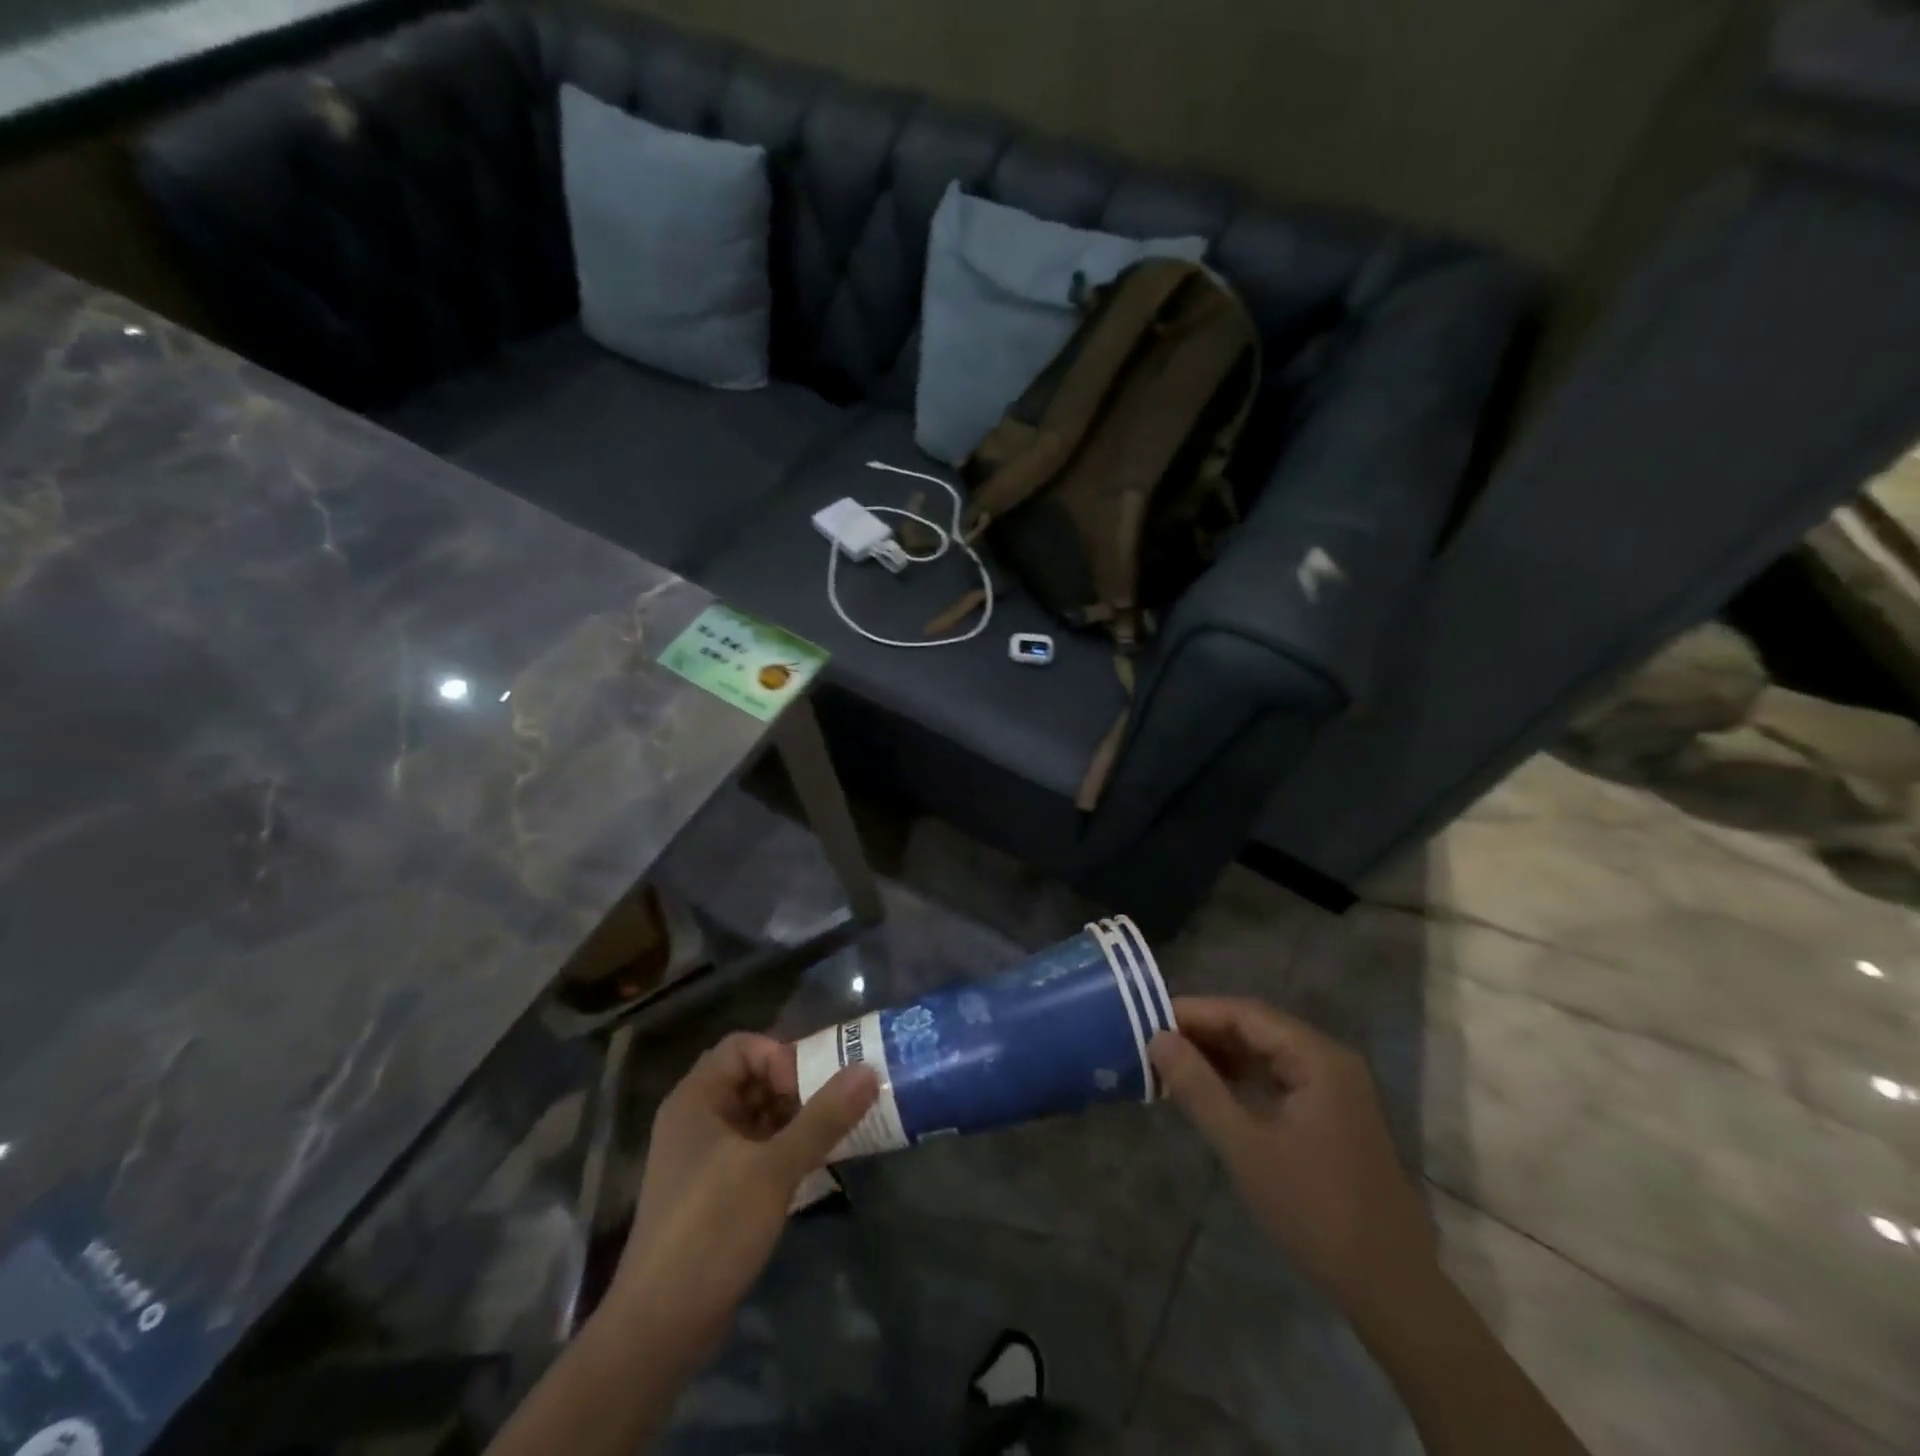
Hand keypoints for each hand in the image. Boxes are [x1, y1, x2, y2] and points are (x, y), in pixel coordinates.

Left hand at [607, 1032, 878, 1361]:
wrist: (660, 1329)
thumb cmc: (712, 1230)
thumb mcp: (774, 1169)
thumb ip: (823, 1118)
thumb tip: (868, 1071)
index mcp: (697, 1099)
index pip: (743, 1047)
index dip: (780, 1056)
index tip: (810, 1088)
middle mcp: (696, 1119)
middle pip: (752, 1078)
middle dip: (796, 1086)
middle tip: (838, 1105)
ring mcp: (703, 1157)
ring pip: (757, 1116)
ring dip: (796, 1118)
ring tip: (837, 1132)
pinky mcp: (714, 1191)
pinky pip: (755, 1149)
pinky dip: (785, 1148)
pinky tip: (815, 1164)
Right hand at [1149, 997, 1433, 1314]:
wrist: (1390, 1288)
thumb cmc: (1315, 1211)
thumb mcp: (1245, 1147)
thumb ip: (1199, 1088)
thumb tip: (1158, 1039)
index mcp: (1317, 1057)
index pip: (1245, 1013)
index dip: (1195, 1012)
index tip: (1149, 1019)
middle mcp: (1329, 1060)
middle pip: (1257, 1028)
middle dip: (1205, 1032)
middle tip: (1154, 1042)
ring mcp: (1334, 1088)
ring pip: (1266, 1052)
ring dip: (1221, 1055)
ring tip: (1172, 1063)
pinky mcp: (1332, 1115)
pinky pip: (1278, 1078)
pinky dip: (1242, 1078)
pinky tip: (1210, 1089)